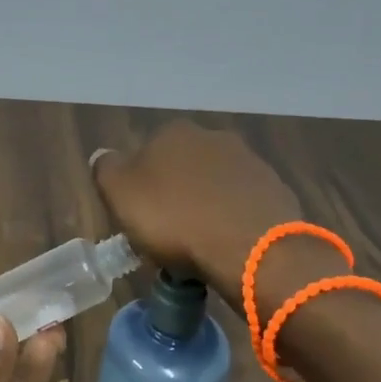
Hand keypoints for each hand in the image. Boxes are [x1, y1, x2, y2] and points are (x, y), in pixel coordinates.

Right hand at [93, 121, 302, 284]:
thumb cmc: (175, 219)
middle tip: (168, 232)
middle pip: (183, 167)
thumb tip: (104, 156)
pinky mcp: (276, 191)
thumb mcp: (119, 194)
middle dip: (176, 193)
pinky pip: (243, 206)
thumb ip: (106, 169)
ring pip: (215, 186)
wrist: (252, 249)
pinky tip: (229, 246)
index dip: (140, 185)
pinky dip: (234, 221)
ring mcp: (250, 162)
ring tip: (200, 246)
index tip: (139, 216)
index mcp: (173, 132)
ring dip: (207, 206)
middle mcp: (213, 137)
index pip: (146, 153)